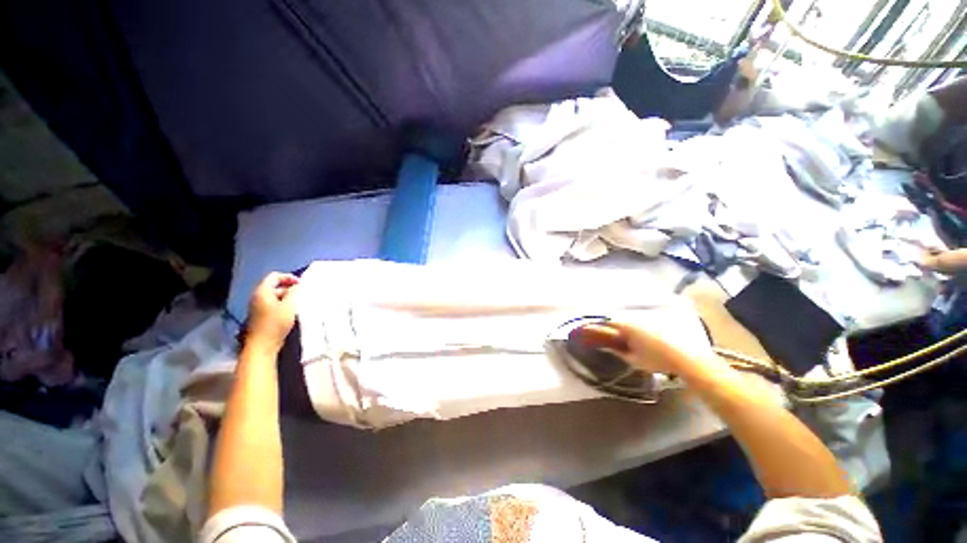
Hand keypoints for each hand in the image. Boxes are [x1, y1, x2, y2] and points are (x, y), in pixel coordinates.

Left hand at [246, 272, 299, 352]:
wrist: (262, 345)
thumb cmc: (276, 323)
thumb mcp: (289, 306)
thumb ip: (294, 292)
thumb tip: (298, 286)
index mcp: (262, 292)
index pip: (275, 276)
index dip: (289, 277)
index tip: (301, 284)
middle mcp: (258, 297)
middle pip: (275, 286)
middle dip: (290, 288)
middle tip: (302, 294)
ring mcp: (258, 307)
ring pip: (275, 296)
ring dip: (288, 297)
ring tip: (299, 303)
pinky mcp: (261, 316)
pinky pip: (273, 304)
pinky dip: (283, 304)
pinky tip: (292, 312)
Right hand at [572, 321, 715, 376]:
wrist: (686, 357)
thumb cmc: (657, 359)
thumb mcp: (634, 359)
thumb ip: (617, 351)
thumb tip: (604, 347)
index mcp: (625, 327)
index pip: (604, 325)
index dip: (591, 327)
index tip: (581, 329)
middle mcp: (633, 320)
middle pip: (613, 321)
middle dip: (602, 326)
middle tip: (593, 332)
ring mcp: (644, 321)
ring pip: (623, 322)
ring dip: (614, 327)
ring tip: (608, 335)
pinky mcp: (653, 324)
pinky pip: (633, 324)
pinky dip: (625, 329)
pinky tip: (627, 336)